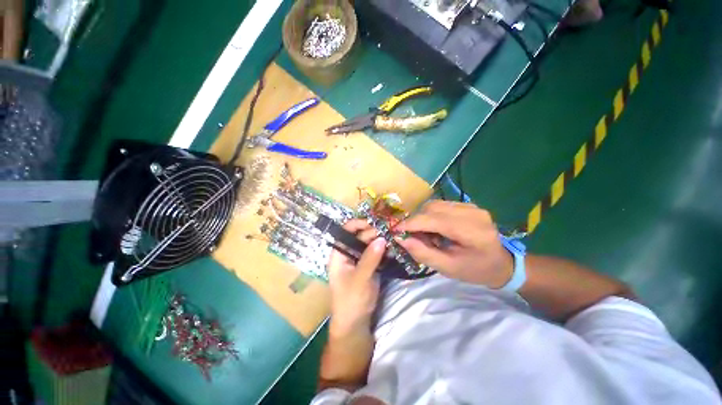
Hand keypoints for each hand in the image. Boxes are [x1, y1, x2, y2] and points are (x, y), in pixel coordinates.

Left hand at [327, 219, 385, 336]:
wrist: (355, 324)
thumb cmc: (351, 301)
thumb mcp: (360, 279)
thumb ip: (370, 258)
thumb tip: (382, 238)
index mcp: (339, 254)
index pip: (345, 231)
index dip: (357, 224)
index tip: (373, 222)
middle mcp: (348, 254)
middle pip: (359, 236)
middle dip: (372, 232)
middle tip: (388, 231)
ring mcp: (359, 260)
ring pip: (368, 244)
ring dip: (379, 240)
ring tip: (392, 236)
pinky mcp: (368, 266)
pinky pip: (375, 253)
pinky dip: (382, 249)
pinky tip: (392, 246)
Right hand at [395, 201, 512, 287]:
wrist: (502, 264)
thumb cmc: (475, 270)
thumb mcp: (448, 268)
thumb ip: (423, 253)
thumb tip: (400, 239)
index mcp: (472, 231)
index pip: (433, 219)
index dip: (411, 223)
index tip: (394, 230)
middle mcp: (472, 212)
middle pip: (432, 208)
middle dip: (416, 220)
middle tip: (410, 235)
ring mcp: (472, 206)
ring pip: (435, 204)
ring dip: (423, 217)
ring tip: (424, 233)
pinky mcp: (469, 205)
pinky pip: (441, 205)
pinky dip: (431, 215)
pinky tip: (435, 228)